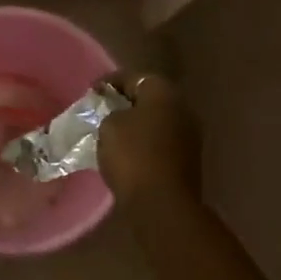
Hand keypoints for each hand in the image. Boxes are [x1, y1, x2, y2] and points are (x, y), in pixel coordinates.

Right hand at [98, 71, 202, 205]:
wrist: (162, 203)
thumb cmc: (133, 156)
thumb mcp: (109, 126)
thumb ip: (111, 113)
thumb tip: (120, 117)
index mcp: (164, 92)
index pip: (134, 77)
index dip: (109, 82)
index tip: (91, 92)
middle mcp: (183, 108)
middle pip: (149, 99)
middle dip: (125, 103)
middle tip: (101, 111)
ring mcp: (189, 135)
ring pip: (156, 122)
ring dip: (136, 125)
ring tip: (110, 134)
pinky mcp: (188, 160)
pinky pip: (161, 143)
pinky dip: (144, 144)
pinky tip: (126, 154)